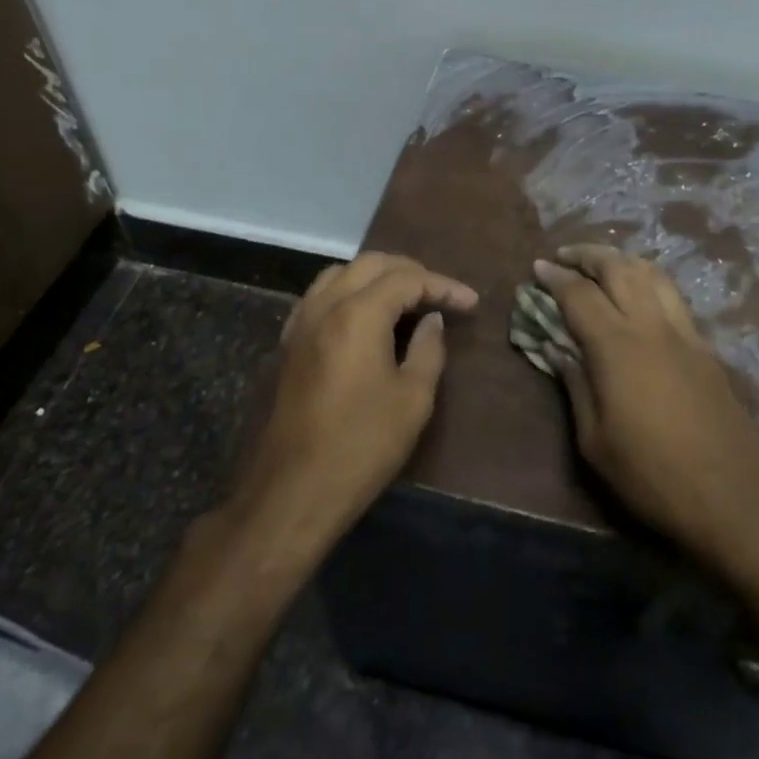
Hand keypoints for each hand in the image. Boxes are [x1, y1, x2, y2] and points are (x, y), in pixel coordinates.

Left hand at [232, 252, 477, 542]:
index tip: (471, 303)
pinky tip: (363, 317)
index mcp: (357, 314)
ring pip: (340, 274)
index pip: (407, 280)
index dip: (444, 286)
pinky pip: (319, 296)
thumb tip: (431, 320)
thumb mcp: (413, 400)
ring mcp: (300, 323)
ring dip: (376, 276)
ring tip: (404, 298)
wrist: (291, 494)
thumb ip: (428, 349)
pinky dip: (347, 292)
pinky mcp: (287, 344)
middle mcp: (325, 306)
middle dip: (410, 272)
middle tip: (439, 294)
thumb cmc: (360, 447)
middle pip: (371, 264)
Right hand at [533, 246, 758, 575]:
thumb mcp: (595, 442)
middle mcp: (651, 325)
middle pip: (618, 268)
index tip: (537, 267)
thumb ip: (574, 386)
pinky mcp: (705, 346)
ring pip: (651, 273)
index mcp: (616, 346)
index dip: (555, 277)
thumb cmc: (653, 476)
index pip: (579, 294)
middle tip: (564, 256)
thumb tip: (555, 348)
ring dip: (621, 259)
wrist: (735, 498)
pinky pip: (671, 294)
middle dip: (588, 254)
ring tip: (602, 264)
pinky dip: (647, 279)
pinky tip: (640, 294)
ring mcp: (684, 332)